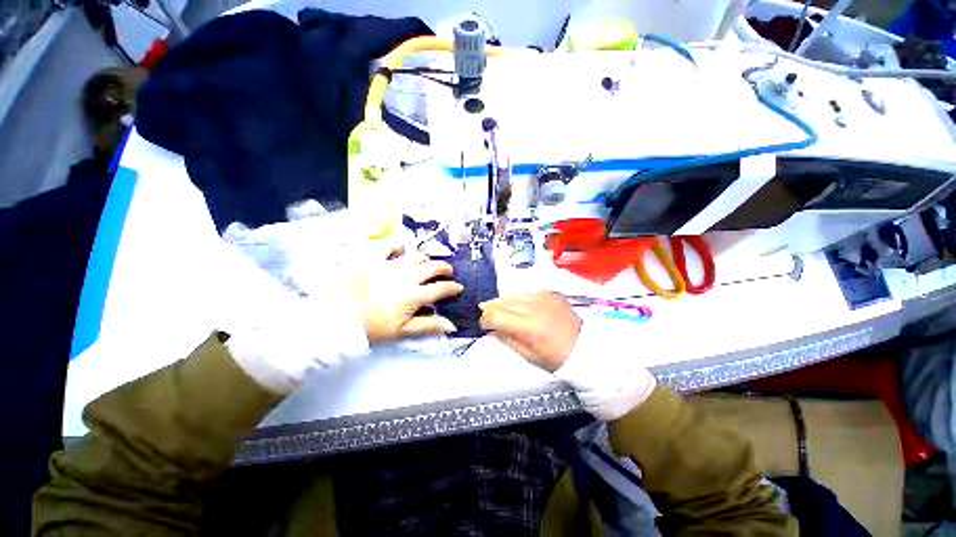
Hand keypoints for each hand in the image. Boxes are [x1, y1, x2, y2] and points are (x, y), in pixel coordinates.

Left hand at [349, 248, 462, 343]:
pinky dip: (396, 245)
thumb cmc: (371, 328)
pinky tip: (399, 248)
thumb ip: (428, 326)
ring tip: (425, 261)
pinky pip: (387, 245)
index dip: (452, 288)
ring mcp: (389, 265)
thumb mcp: (402, 331)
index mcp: (413, 296)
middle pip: (431, 268)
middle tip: (447, 270)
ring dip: (424, 258)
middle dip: (444, 268)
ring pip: (415, 256)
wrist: (336, 319)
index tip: (458, 287)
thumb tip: (452, 326)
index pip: (440, 289)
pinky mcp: (371, 258)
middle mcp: (405, 277)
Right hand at [479, 292, 581, 371]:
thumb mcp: (528, 355)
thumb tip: (491, 328)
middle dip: (491, 309)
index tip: (484, 324)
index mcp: (530, 327)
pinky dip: (518, 299)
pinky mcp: (550, 293)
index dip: (485, 319)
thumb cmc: (556, 357)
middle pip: (502, 302)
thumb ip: (506, 339)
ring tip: (502, 311)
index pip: (497, 315)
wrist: (585, 347)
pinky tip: (519, 307)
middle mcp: (535, 307)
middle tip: (488, 316)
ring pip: (513, 295)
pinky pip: (526, 292)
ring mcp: (544, 297)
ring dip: (503, 302)